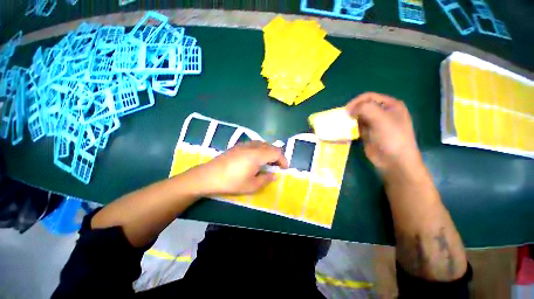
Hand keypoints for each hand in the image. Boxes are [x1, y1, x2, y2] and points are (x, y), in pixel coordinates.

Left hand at [189, 141, 288, 195]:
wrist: (209, 176)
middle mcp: (252, 146)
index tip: (284, 168)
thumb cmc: (231, 182)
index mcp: (258, 155)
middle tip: (277, 166)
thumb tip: (274, 175)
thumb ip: (266, 179)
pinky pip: (254, 144)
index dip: (283, 160)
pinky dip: (260, 149)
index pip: (276, 152)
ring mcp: (244, 145)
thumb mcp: (251, 186)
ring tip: (268, 162)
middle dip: (277, 155)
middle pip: (270, 146)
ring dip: (269, 151)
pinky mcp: (237, 146)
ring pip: (262, 143)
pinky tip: (255, 158)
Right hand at [346, 92, 421, 174]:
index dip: (357, 101)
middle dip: (353, 110)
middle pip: (364, 106)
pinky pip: (357, 127)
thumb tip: (349, 110)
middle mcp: (383, 113)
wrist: (394, 160)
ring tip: (342, 123)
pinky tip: (346, 129)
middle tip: (343, 117)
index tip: (346, 110)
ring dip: (351, 119)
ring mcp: (375, 124)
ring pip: (359, 117)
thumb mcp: (380, 118)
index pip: (369, 97)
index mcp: (390, 105)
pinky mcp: (368, 134)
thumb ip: (364, 108)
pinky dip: (351, 127)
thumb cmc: (391, 137)